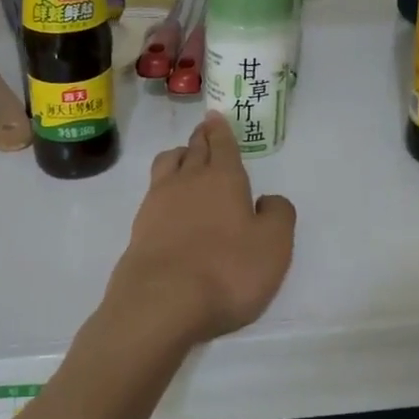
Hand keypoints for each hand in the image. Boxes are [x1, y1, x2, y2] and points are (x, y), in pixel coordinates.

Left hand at [103, 113, 296, 348]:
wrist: (162, 301)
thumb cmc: (227, 270)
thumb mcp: (273, 246)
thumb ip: (278, 215)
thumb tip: (267, 200)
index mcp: (223, 178)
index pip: (222, 144)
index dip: (220, 130)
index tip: (215, 116)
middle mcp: (188, 181)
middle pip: (194, 149)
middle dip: (202, 138)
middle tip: (205, 131)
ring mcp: (158, 202)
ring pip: (168, 164)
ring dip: (179, 156)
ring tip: (185, 159)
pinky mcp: (140, 226)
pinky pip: (153, 191)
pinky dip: (164, 186)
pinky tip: (169, 200)